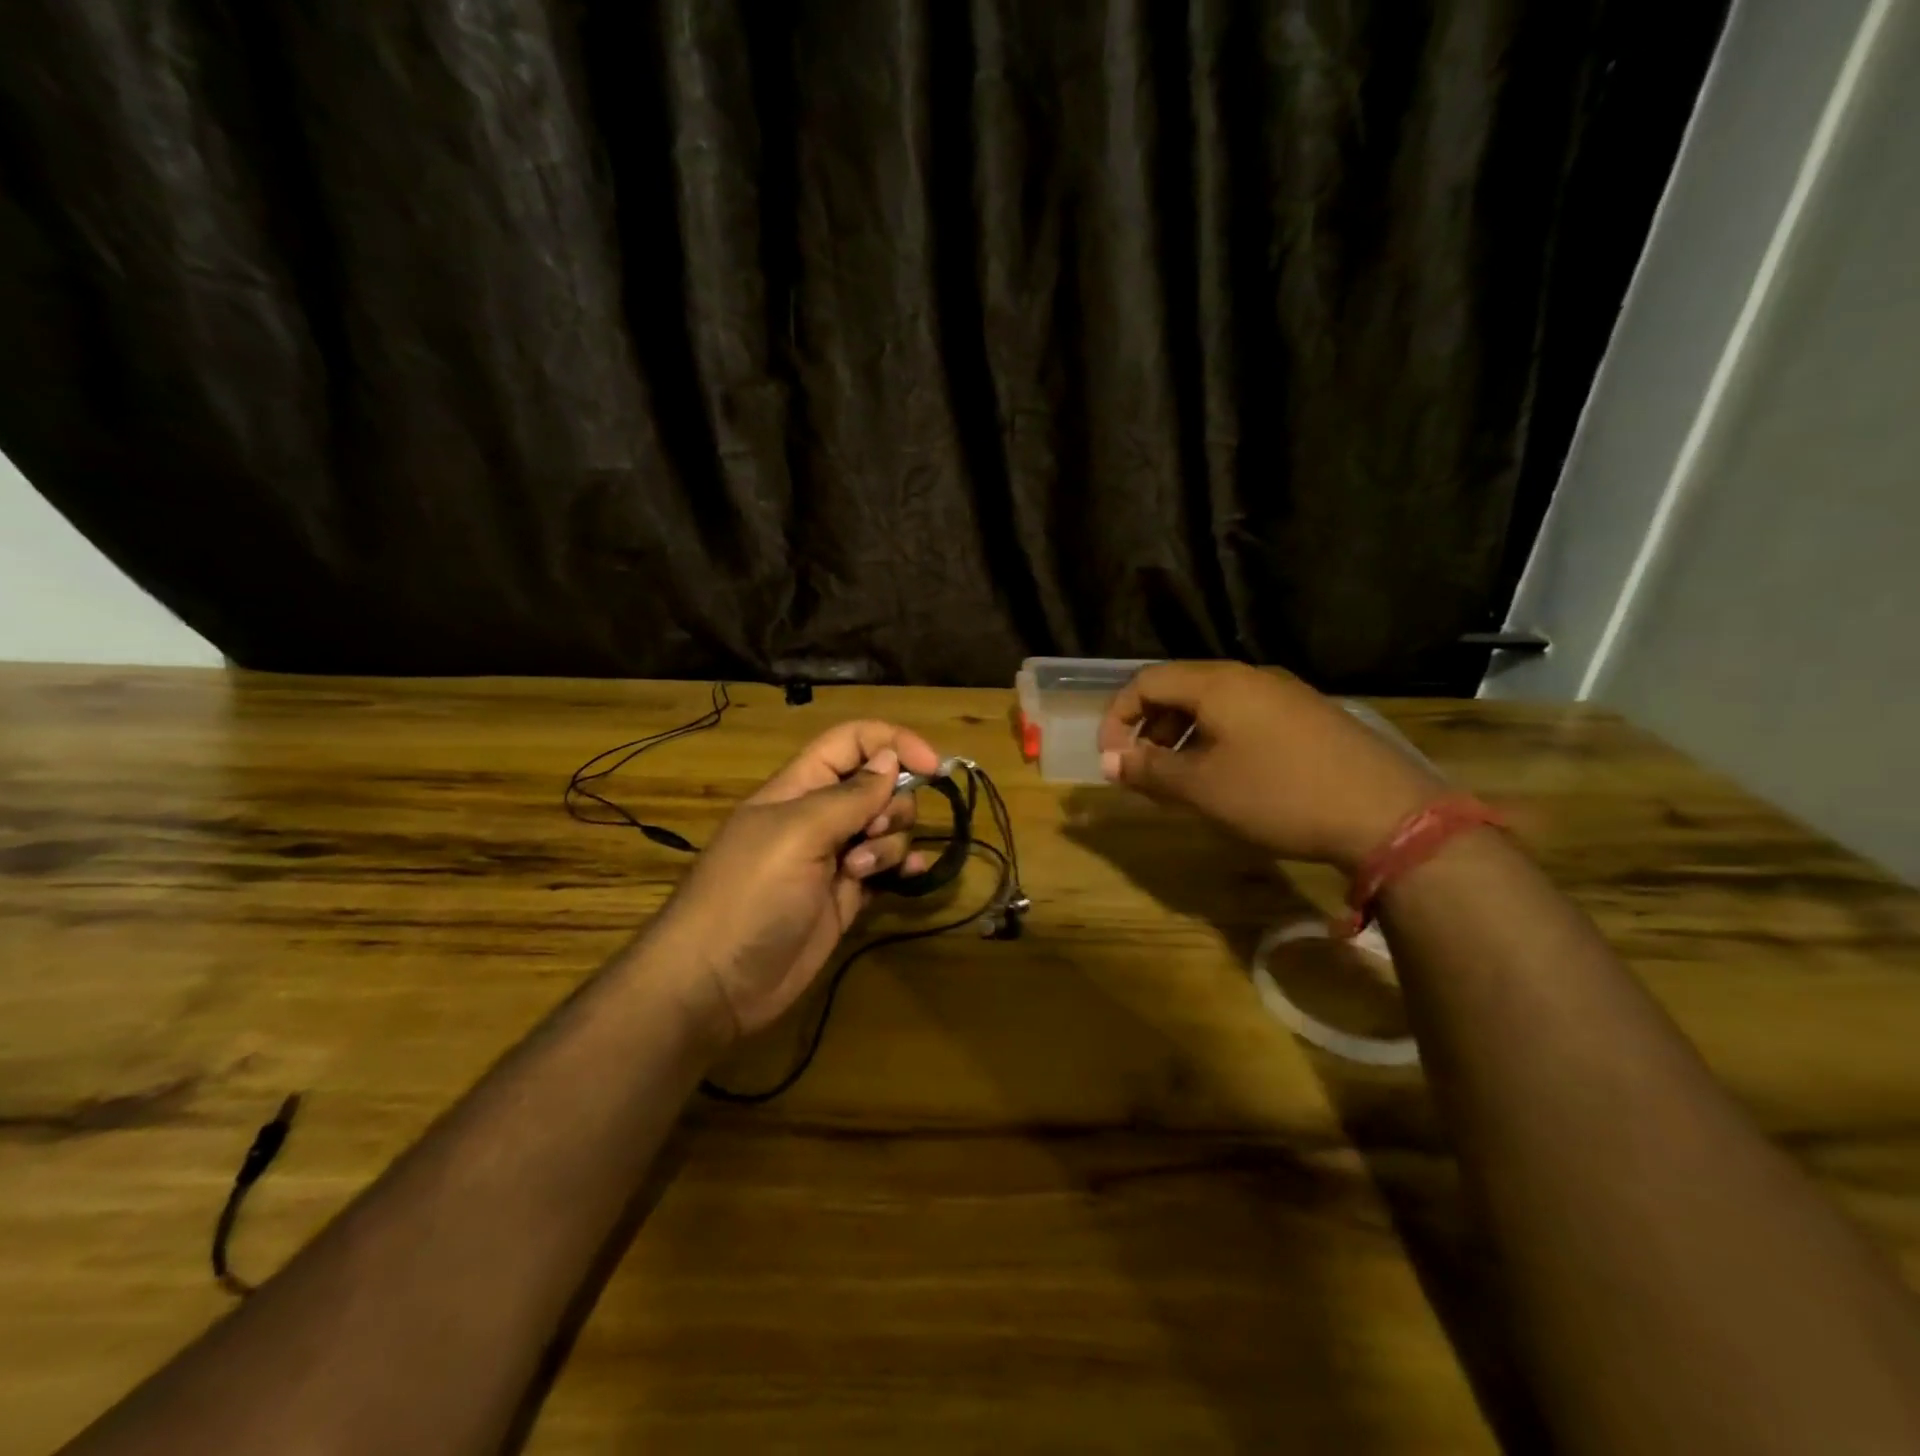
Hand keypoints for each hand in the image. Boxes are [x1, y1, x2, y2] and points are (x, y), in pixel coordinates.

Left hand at [653, 720, 941, 1043]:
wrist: (717, 982)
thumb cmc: (751, 894)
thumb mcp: (798, 833)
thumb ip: (849, 796)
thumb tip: (890, 759)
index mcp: (800, 787)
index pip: (852, 742)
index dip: (893, 742)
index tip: (932, 766)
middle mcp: (820, 816)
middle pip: (878, 786)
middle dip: (892, 804)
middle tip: (869, 833)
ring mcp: (834, 858)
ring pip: (886, 828)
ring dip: (890, 843)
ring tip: (860, 873)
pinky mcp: (846, 897)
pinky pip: (887, 869)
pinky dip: (904, 867)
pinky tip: (912, 875)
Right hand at [1096, 661, 1443, 869]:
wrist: (1386, 814)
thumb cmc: (1279, 795)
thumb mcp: (1203, 788)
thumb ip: (1150, 771)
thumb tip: (1109, 762)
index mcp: (1218, 683)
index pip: (1146, 681)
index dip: (1117, 717)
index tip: (1111, 759)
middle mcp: (1250, 677)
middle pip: (1179, 689)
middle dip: (1149, 728)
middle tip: (1142, 771)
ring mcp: (1284, 695)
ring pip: (1213, 705)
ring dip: (1181, 737)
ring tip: (1179, 780)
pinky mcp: (1308, 717)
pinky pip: (1244, 718)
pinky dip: (1216, 741)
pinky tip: (1225, 778)